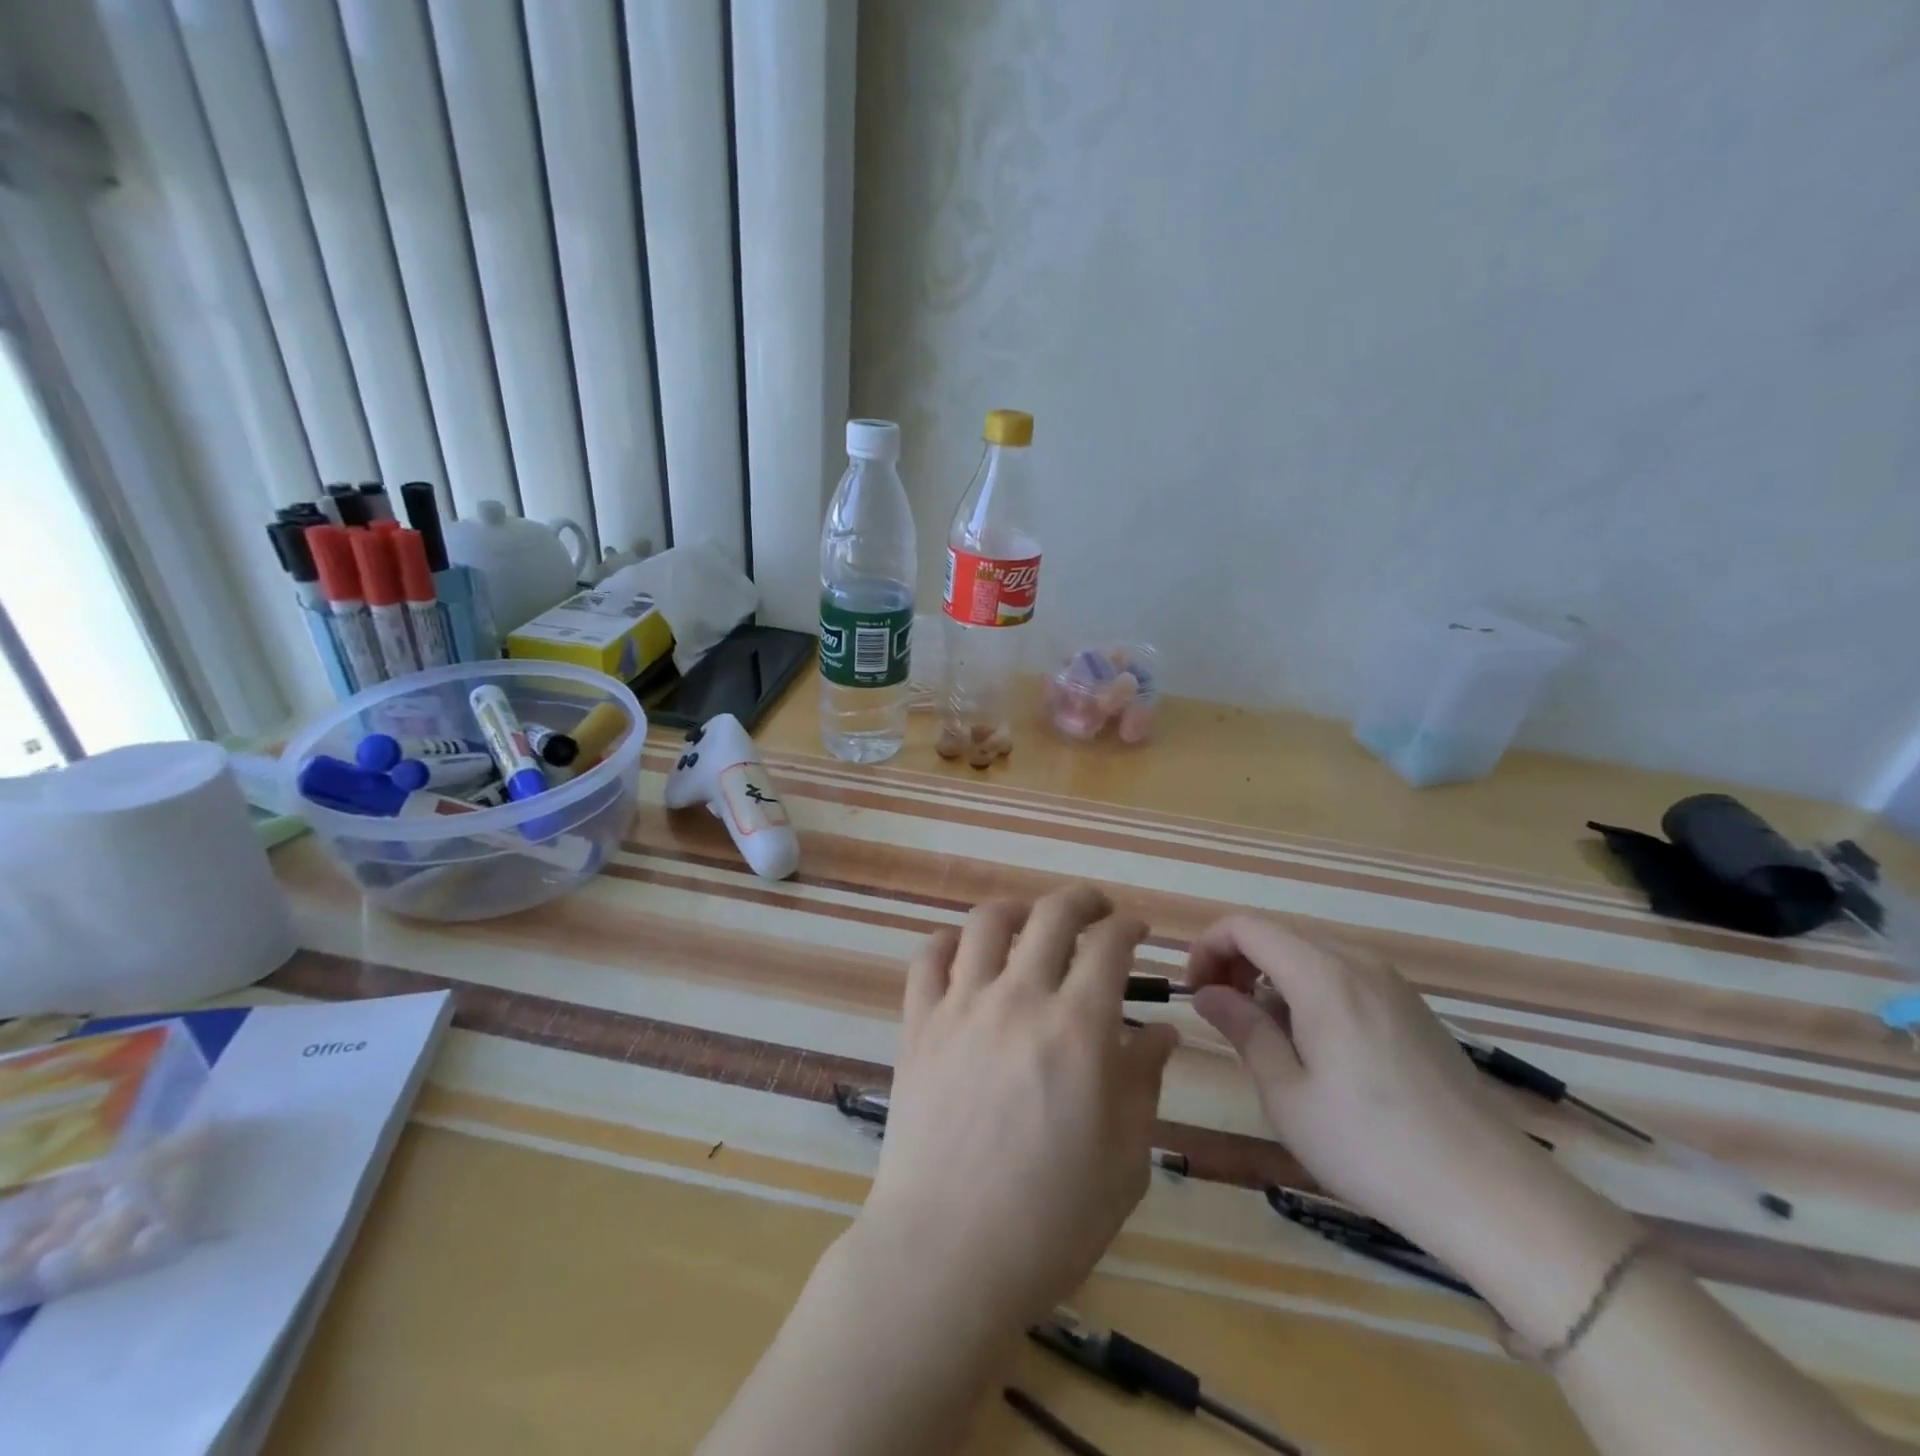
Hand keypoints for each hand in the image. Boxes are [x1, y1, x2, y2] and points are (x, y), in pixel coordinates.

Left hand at [854, 886, 1180, 1328]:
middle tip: (1095, 910)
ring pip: (986, 921)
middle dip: (1082, 900)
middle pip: (1051, 914)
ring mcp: (961, 1006)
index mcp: (1078, 1028)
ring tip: (1029, 922)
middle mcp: (1019, 998)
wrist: (948, 1253)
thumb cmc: (1051, 1219)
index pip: (1108, 945)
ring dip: (1016, 909)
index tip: (1136, 931)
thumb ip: (1144, 1081)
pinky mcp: (917, 1024)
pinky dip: (948, 942)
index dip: (1128, 927)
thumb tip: (1162, 1031)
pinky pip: (927, 958)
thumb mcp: (1124, 1158)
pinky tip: (963, 953)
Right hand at [1186, 915, 1571, 1267]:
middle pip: (1278, 935)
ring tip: (1266, 1036)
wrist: (1494, 1196)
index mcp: (1322, 976)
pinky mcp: (1412, 1008)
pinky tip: (1316, 1047)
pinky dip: (1309, 990)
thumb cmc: (1372, 1148)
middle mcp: (1358, 963)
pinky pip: (1343, 976)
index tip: (1196, 993)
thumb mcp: (1287, 1094)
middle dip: (1237, 962)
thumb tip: (1206, 992)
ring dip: (1272, 977)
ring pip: (1310, 954)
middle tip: (1222, 1015)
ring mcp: (1392, 984)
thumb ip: (1243, 1029)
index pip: (1246, 926)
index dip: (1208, 948)